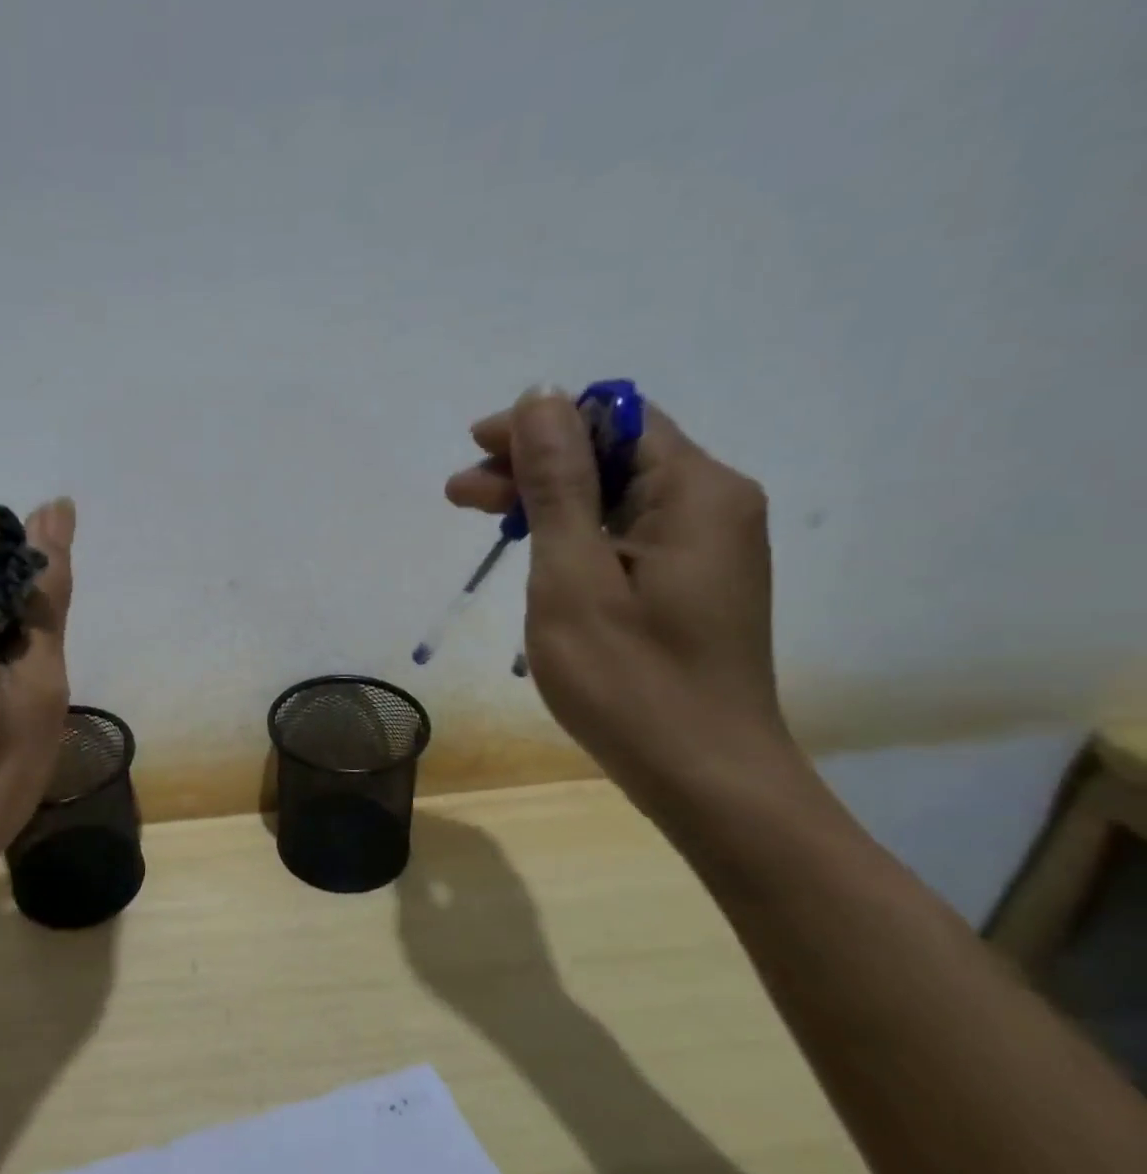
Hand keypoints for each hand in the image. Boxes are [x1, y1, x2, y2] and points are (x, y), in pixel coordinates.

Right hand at [446, 387, 792, 805]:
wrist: (705, 777)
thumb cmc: (630, 680)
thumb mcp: (574, 576)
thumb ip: (558, 483)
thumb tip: (541, 396)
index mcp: (695, 492)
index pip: (613, 421)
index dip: (540, 425)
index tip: (475, 449)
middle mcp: (712, 505)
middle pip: (614, 456)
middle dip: (533, 466)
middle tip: (460, 494)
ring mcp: (706, 547)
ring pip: (615, 497)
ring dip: (547, 501)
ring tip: (481, 520)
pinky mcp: (691, 582)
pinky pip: (625, 534)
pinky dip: (574, 535)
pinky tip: (534, 554)